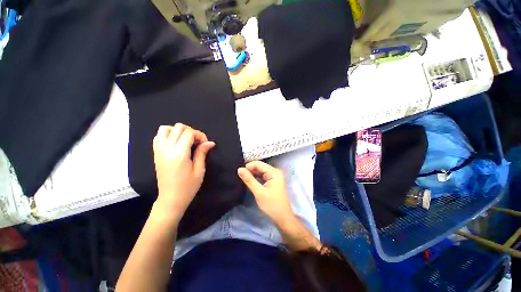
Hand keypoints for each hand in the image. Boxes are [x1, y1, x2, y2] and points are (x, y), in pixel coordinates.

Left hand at [152, 124, 214, 222]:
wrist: (171, 199)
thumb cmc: (188, 186)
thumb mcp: (199, 170)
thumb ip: (202, 153)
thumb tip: (210, 142)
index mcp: (179, 154)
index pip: (189, 133)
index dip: (200, 135)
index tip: (205, 143)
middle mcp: (166, 149)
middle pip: (178, 127)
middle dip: (191, 131)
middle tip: (197, 142)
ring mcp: (159, 151)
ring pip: (165, 129)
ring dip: (178, 131)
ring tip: (186, 140)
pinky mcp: (155, 154)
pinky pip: (159, 136)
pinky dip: (168, 134)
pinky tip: (176, 143)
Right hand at [237, 161, 293, 222]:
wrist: (282, 218)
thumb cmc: (272, 205)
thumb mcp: (259, 192)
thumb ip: (249, 180)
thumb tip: (239, 169)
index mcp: (274, 172)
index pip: (258, 164)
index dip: (248, 166)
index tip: (239, 172)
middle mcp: (275, 172)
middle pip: (260, 167)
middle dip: (250, 170)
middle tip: (240, 176)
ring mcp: (274, 176)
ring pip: (260, 171)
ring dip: (252, 174)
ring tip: (243, 179)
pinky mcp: (273, 181)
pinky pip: (262, 176)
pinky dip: (256, 178)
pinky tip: (250, 181)